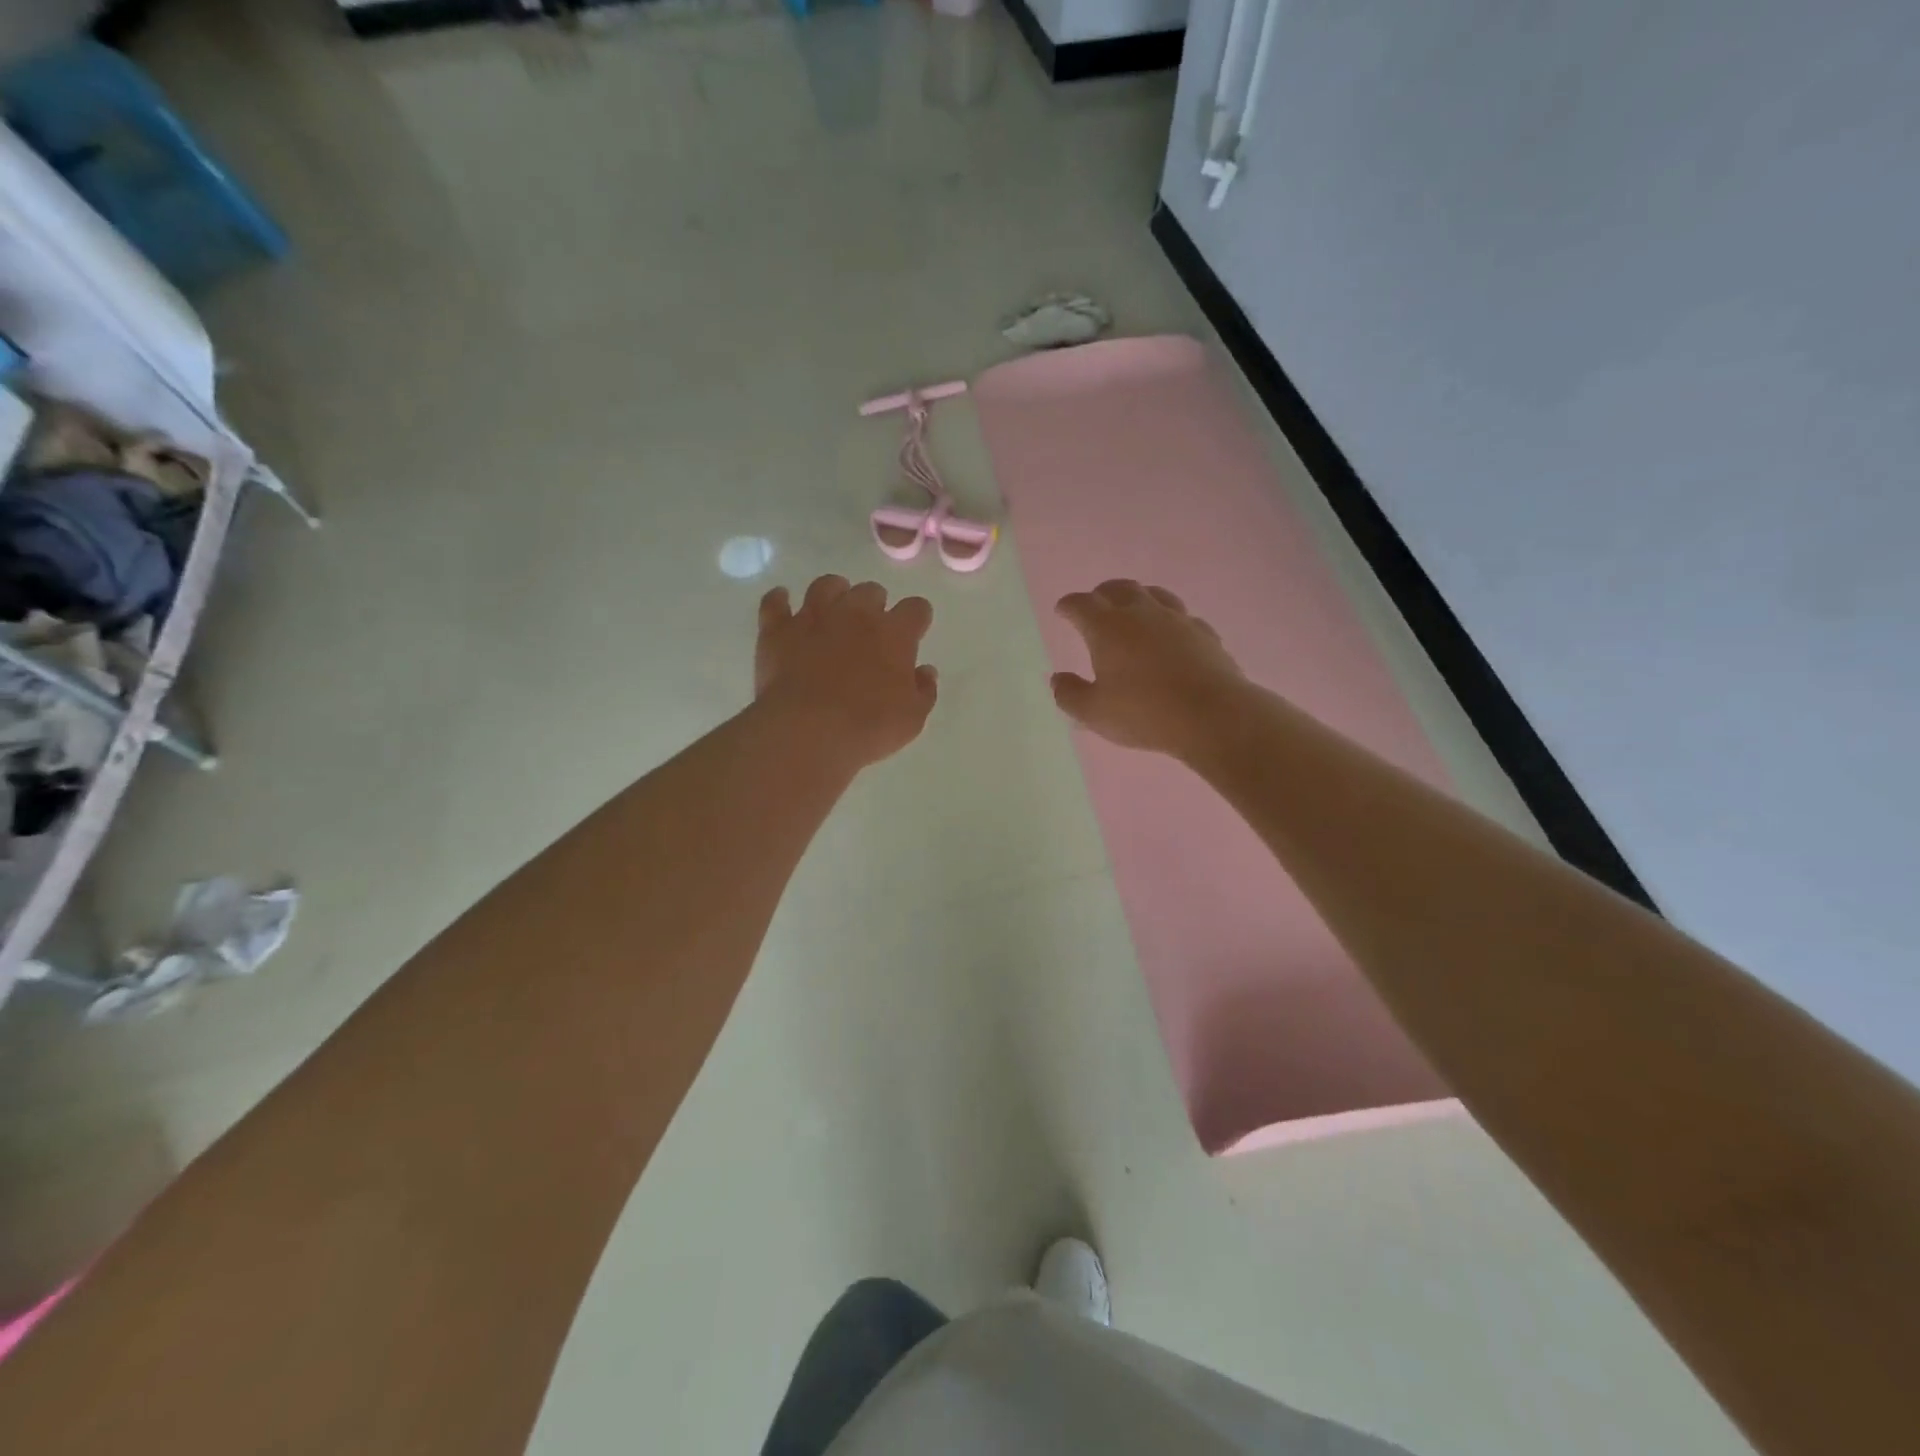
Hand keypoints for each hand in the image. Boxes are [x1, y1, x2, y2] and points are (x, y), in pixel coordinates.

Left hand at [755, 575, 938, 768]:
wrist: (809, 731)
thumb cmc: (869, 727)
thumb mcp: (912, 718)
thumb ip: (923, 690)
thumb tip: (925, 671)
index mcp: (894, 633)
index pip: (915, 609)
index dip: (917, 618)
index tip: (914, 631)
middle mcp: (855, 614)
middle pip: (870, 591)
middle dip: (874, 605)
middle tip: (870, 629)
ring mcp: (813, 617)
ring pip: (826, 585)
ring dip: (833, 593)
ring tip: (833, 609)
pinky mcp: (777, 630)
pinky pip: (774, 603)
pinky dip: (779, 600)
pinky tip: (782, 602)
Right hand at [1051, 580, 1248, 759]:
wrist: (1212, 716)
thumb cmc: (1144, 714)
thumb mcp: (1094, 713)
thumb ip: (1069, 694)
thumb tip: (1057, 679)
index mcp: (1108, 628)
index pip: (1081, 604)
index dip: (1068, 605)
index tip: (1062, 610)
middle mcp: (1141, 614)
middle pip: (1118, 588)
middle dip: (1102, 593)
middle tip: (1094, 604)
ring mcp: (1177, 620)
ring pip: (1154, 594)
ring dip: (1138, 597)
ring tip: (1132, 608)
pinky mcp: (1204, 633)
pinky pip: (1183, 617)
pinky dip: (1169, 621)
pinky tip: (1171, 633)